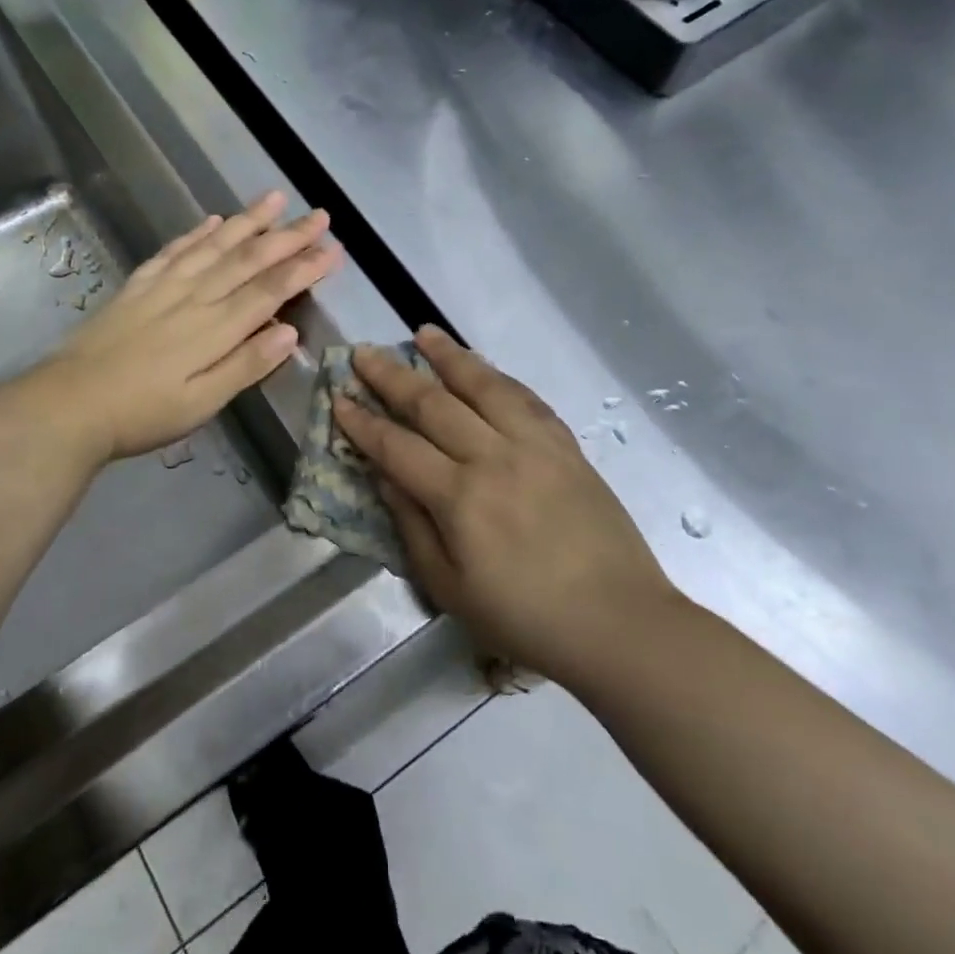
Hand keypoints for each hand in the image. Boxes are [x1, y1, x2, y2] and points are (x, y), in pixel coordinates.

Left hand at [30, 192, 340, 462]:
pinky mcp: (137, 286)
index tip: (333, 249)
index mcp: (215, 329)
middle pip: (248, 259)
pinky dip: (196, 233)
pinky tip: (213, 220)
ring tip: (274, 199)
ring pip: (214, 245)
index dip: (304, 268)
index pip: (270, 290)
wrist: (68, 405)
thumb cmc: (142, 414)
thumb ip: (246, 365)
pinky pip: (174, 251)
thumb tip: (290, 331)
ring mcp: (163, 287)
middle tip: (319, 214)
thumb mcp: (201, 403)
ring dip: (247, 221)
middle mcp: (194, 297)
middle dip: (287, 236)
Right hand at [333, 326, 678, 685]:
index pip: (397, 447)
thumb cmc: (524, 618)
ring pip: (484, 386)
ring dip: (449, 357)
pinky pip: (526, 398)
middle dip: (392, 376)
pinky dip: (498, 377)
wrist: (616, 620)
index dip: (363, 422)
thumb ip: (412, 526)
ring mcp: (535, 445)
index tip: (338, 396)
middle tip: (365, 353)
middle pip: (434, 404)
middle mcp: (494, 458)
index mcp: (460, 498)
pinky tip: (483, 367)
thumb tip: (384, 475)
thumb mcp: (450, 588)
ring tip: (423, 333)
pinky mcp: (566, 445)